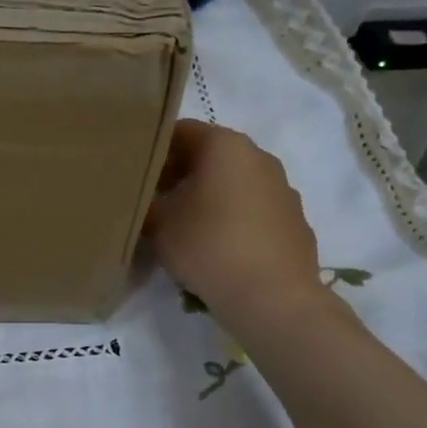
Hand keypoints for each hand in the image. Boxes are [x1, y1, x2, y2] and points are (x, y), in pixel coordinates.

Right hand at [144, 120, 328, 335]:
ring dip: (206, 195)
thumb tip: (140, 199)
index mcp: (225, 145)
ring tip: (182, 226)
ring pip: (232, 181)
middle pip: (208, 154)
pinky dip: (231, 217)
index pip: (179, 130)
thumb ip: (144, 202)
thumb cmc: (208, 246)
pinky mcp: (293, 219)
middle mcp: (258, 156)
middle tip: (152, 201)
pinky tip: (215, 246)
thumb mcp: (158, 223)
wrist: (271, 296)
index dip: (152, 150)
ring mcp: (282, 188)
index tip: (134, 174)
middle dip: (178, 173)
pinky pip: (252, 208)